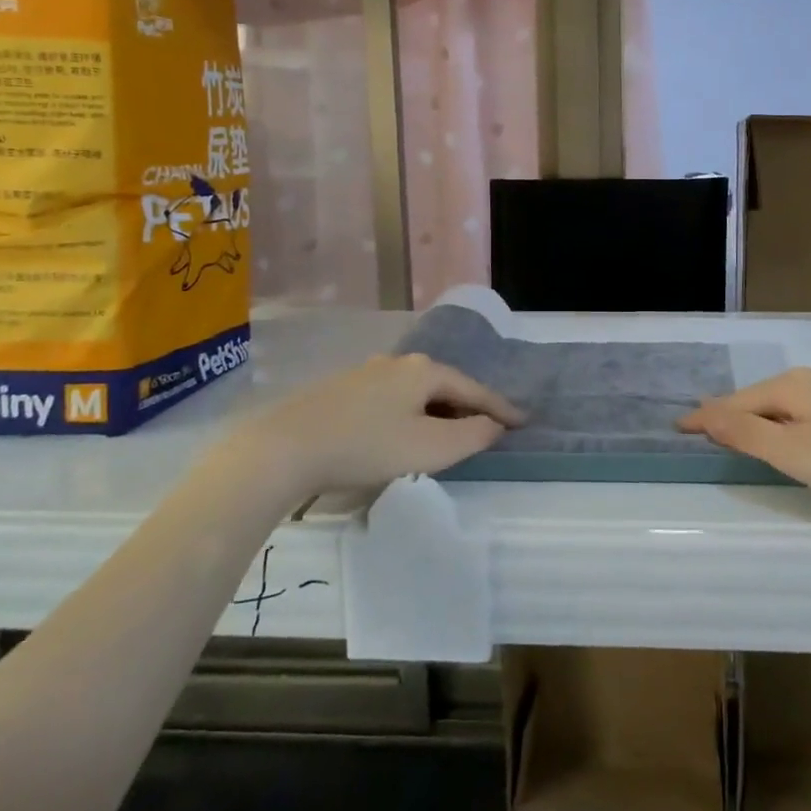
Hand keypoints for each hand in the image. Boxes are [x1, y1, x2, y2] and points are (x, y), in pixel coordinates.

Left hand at [231, 354, 523, 491]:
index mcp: (424, 371)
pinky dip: (411, 413)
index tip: (524, 421)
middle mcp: (398, 362)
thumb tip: (494, 425)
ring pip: (416, 391)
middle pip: (445, 385)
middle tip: (488, 429)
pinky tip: (403, 431)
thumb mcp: (429, 448)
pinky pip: (392, 399)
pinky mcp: (343, 390)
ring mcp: (367, 373)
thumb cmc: (366, 446)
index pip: (474, 389)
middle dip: (468, 406)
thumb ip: (471, 436)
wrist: (286, 447)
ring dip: (438, 411)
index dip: (500, 408)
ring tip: (448, 433)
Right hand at [679, 365, 810, 515]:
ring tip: (745, 431)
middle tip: (706, 430)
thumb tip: (705, 414)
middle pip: (762, 397)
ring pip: (791, 402)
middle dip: (733, 413)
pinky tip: (801, 430)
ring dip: (764, 416)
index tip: (678, 426)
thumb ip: (749, 434)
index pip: (736, 401)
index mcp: (794, 385)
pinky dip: (793, 419)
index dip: (706, 417)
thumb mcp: (799, 454)